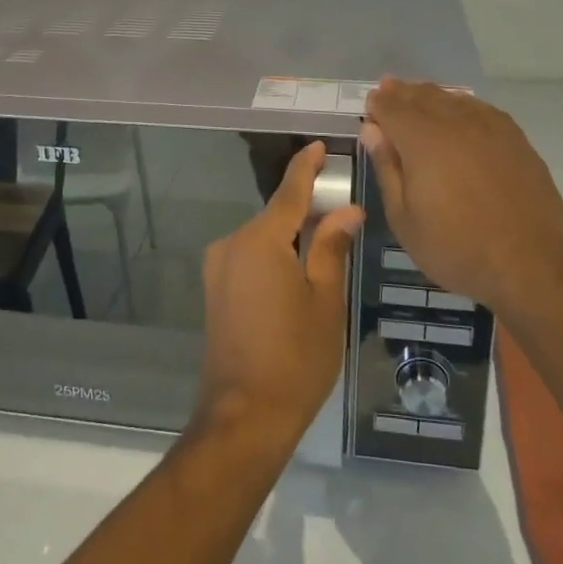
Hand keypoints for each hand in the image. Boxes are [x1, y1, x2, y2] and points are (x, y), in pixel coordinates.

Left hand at [194, 141, 363, 450]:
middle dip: (305, 208)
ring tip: (326, 244)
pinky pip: (249, 257)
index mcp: (261, 240)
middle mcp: (232, 244)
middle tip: (341, 209)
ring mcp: (218, 268)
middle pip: (275, 215)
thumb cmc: (296, 358)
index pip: (289, 191)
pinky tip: (297, 271)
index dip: (306, 167)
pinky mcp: (215, 290)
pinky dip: (274, 255)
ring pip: (262, 238)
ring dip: (290, 236)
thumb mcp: (325, 300)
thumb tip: (347, 211)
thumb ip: (331, 247)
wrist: (243, 417)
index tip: (320, 146)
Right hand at [361, 79, 562, 310]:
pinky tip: (459, 112)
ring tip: (419, 98)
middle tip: (388, 91)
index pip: (392, 107)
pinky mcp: (515, 138)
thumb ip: (386, 168)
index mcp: (422, 141)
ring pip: (452, 98)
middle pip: (422, 96)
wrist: (531, 265)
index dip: (378, 103)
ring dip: (430, 95)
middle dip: (401, 93)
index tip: (369, 105)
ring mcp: (490, 128)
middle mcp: (455, 123)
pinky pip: (481, 108)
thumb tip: (371, 130)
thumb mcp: (404, 218)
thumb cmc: (456, 248)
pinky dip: (462, 104)